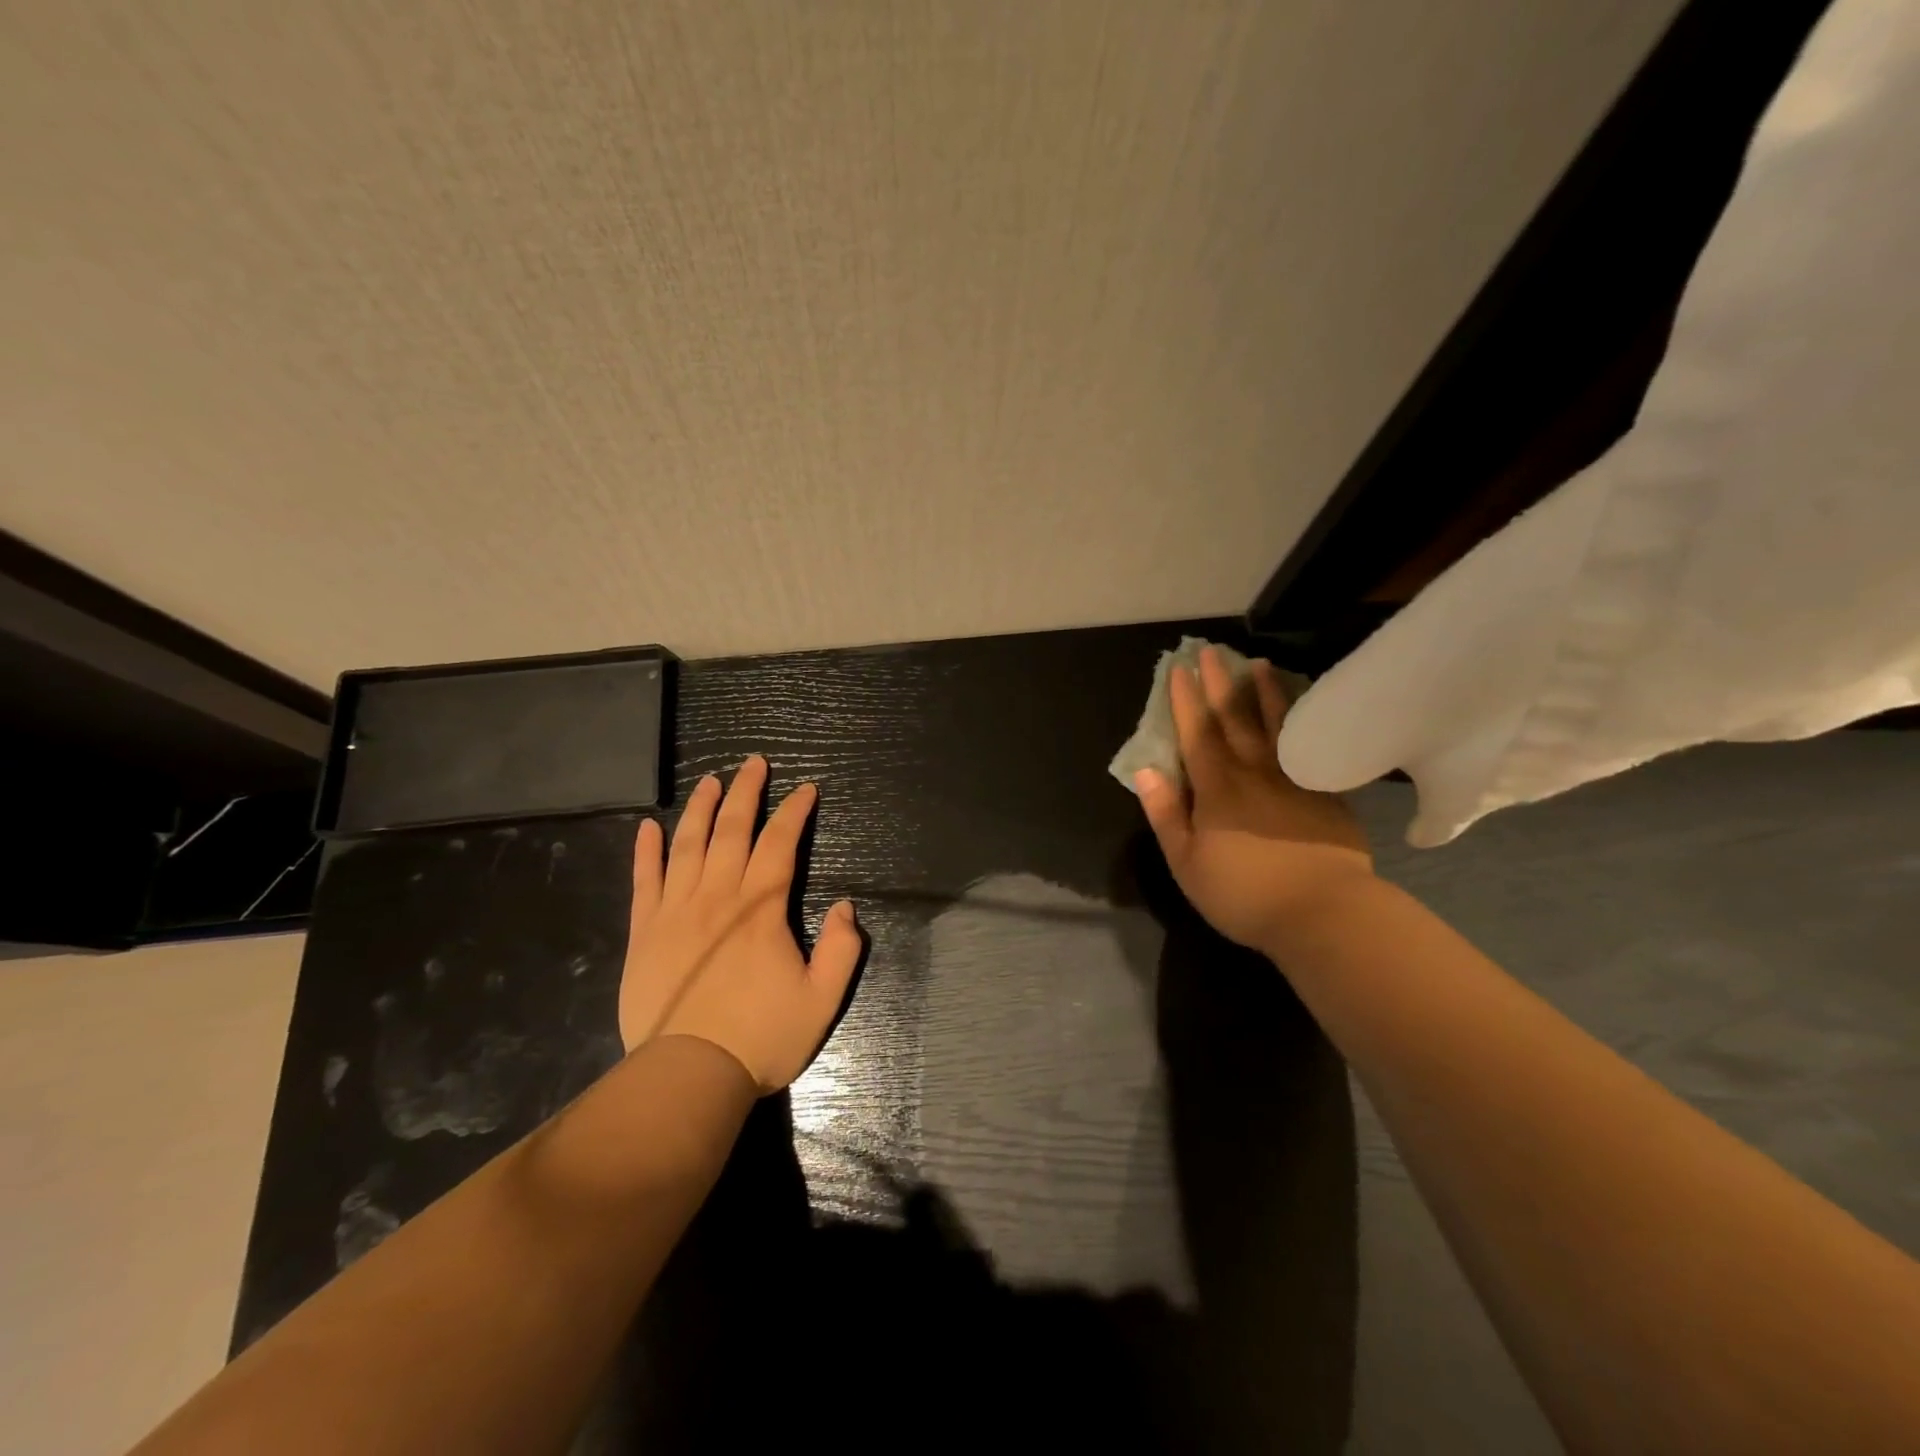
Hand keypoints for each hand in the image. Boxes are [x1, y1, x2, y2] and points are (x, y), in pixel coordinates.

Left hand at [619, 754, 861, 1093]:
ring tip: (711, 781)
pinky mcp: (645, 933)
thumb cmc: (761, 1038)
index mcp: (761, 909)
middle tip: (754, 763)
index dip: (794, 812)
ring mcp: (676, 911)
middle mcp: (718, 897)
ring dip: (701, 809)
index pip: (779, 844)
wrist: (689, 1076)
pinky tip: (648, 827)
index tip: (806, 789)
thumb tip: (846, 906)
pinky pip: (644, 881)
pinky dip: (646, 851)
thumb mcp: (821, 1000)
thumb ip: (842, 949)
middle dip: (747, 792)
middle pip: (732, 831)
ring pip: (688, 845)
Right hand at [1134, 648, 1373, 952]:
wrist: (1324, 912)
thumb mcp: (1186, 862)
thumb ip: (1166, 814)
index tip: (1179, 668)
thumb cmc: (1243, 893)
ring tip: (1258, 665)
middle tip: (1211, 651)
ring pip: (1276, 726)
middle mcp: (1253, 773)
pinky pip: (1309, 747)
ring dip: (1264, 694)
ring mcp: (1293, 780)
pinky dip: (1302, 725)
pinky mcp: (1325, 794)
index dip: (1185, 700)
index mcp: (1216, 789)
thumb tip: (1147, 771)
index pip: (1196, 734)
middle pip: (1234, 720)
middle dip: (1219, 684)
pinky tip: (1304, 713)